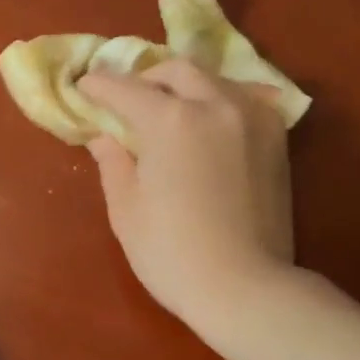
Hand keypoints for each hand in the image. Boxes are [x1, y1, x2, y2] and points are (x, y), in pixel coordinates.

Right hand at [79, 58, 294, 331]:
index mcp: (171, 120)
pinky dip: (220, 100)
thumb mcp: (126, 209)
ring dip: (184, 86)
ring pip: (213, 79)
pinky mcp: (275, 137)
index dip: (98, 86)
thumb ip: (113, 162)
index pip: (125, 89)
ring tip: (170, 109)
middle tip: (128, 102)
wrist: (245, 288)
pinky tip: (211, 119)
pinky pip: (245, 98)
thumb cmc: (172, 253)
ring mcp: (252, 117)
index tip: (83, 88)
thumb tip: (104, 136)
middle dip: (145, 79)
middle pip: (174, 71)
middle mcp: (214, 104)